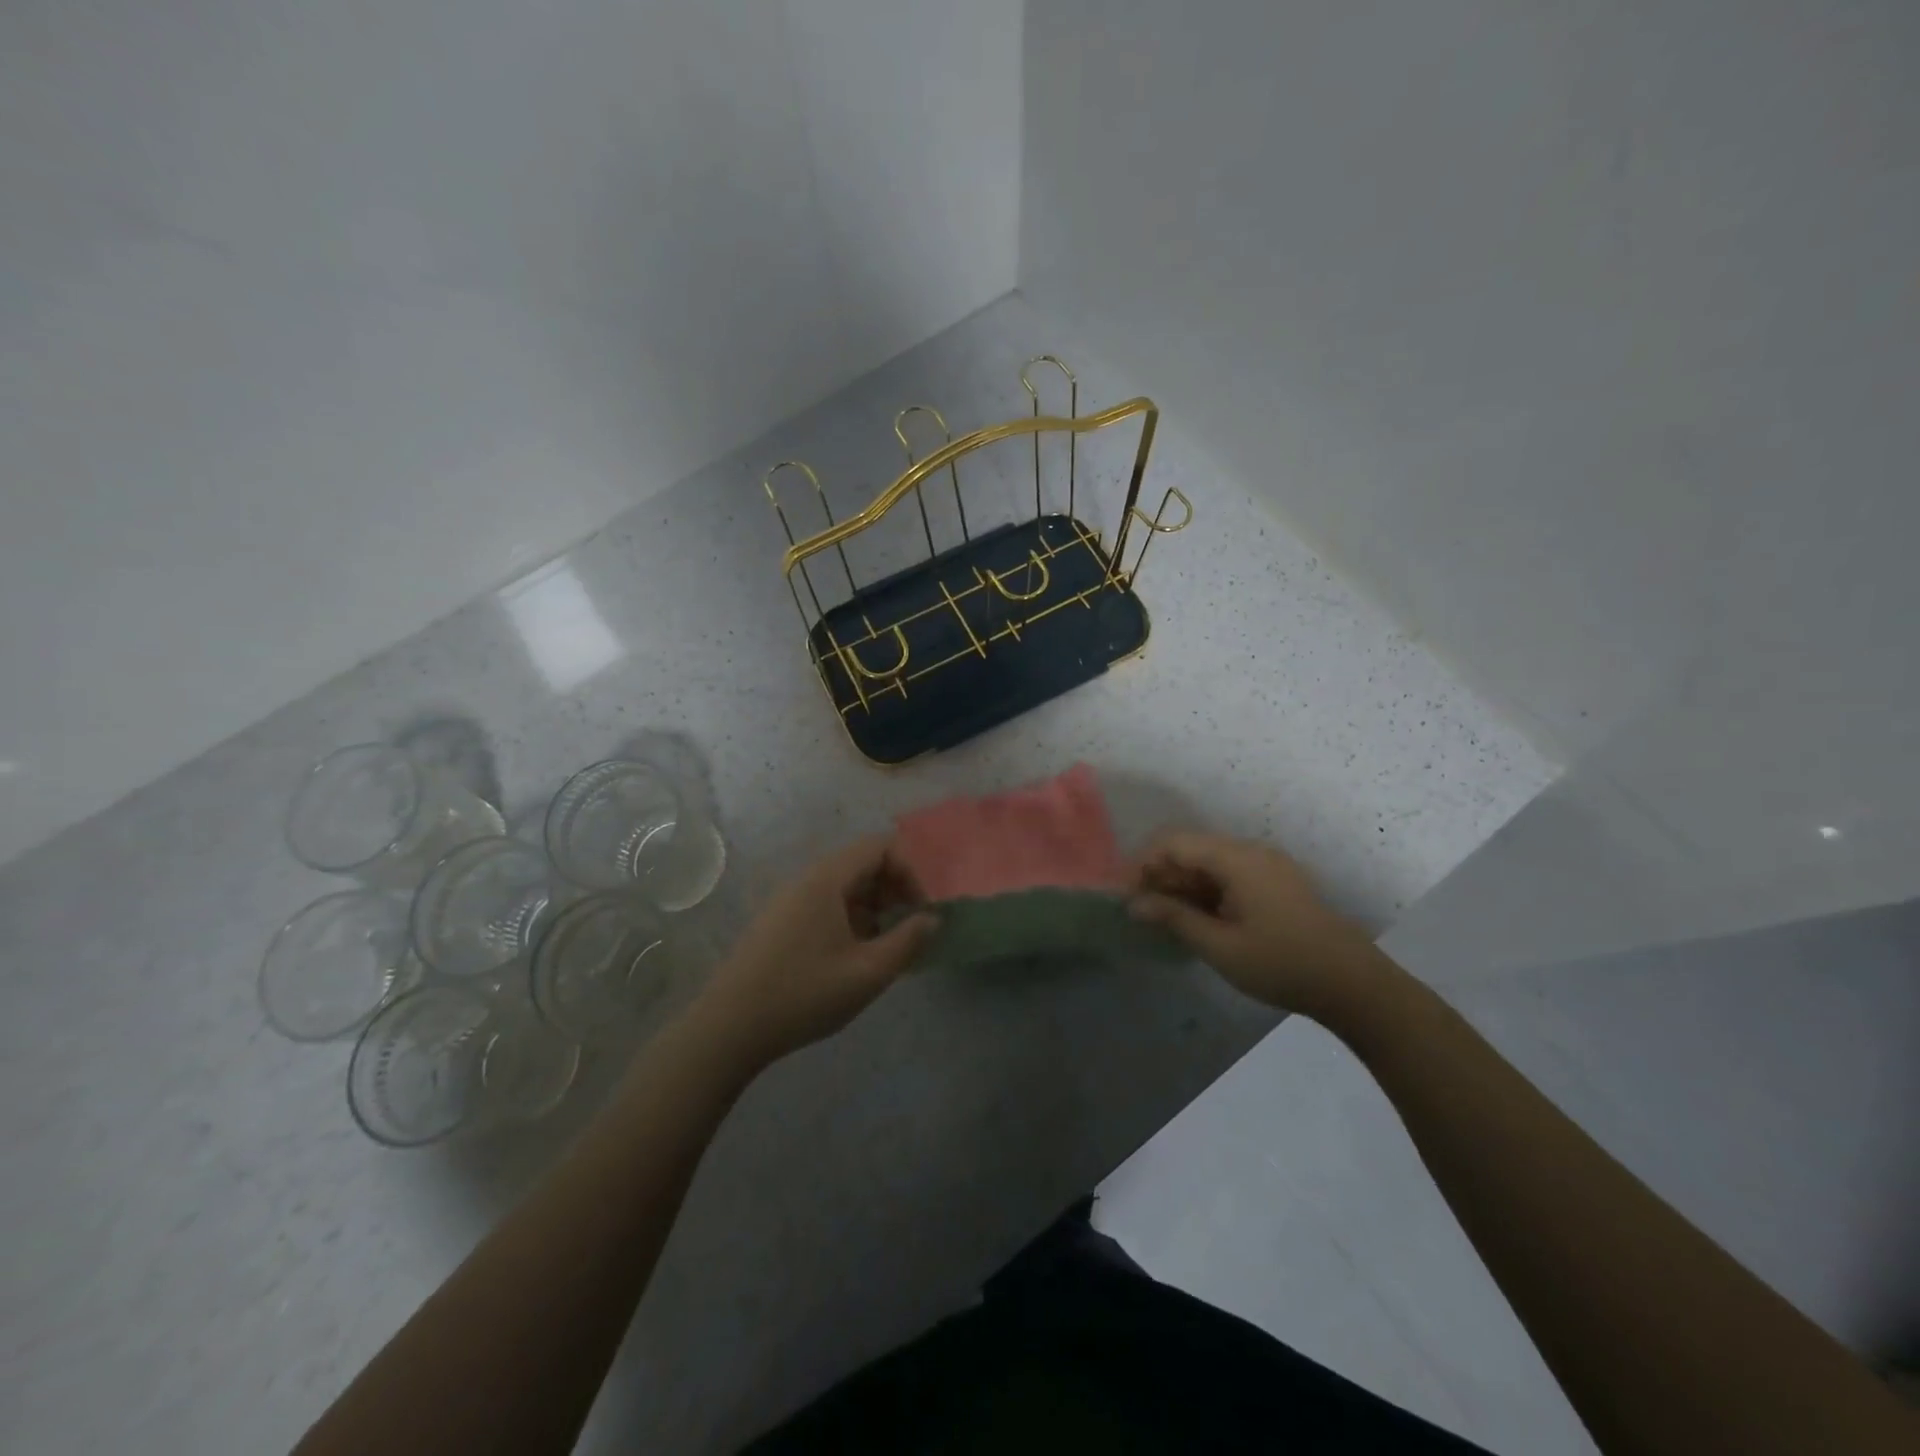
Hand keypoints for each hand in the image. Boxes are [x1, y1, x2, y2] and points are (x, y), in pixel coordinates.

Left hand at [693, 834, 934, 1068]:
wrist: (729, 1028)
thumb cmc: (804, 995)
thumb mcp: (868, 973)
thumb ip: (908, 941)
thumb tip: (932, 918)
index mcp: (827, 879)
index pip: (880, 846)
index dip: (910, 871)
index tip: (921, 910)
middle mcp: (807, 879)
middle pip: (862, 863)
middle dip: (895, 889)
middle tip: (909, 928)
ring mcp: (789, 900)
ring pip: (845, 886)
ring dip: (874, 906)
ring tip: (886, 947)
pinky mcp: (779, 922)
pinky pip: (826, 904)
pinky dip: (851, 918)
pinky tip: (854, 957)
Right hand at [1130, 830, 1397, 1018]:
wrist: (1353, 985)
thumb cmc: (1281, 963)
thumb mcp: (1220, 945)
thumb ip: (1174, 918)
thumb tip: (1134, 904)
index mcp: (1237, 859)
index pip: (1175, 843)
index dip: (1143, 864)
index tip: (1126, 896)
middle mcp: (1251, 852)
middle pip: (1192, 850)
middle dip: (1161, 876)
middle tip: (1142, 912)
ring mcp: (1268, 866)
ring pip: (1210, 863)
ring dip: (1183, 885)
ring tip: (1166, 919)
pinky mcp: (1278, 883)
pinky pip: (1230, 875)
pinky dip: (1207, 891)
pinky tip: (1199, 920)